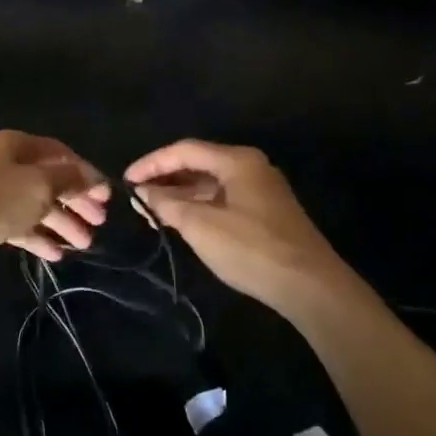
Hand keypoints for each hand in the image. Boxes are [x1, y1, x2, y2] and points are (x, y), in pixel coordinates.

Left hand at [0, 130, 109, 276]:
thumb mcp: (37, 187)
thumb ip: (68, 180)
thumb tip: (92, 175)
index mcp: (16, 146)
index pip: (61, 154)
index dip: (86, 173)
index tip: (107, 197)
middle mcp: (4, 164)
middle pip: (48, 180)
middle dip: (76, 202)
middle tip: (99, 224)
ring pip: (34, 205)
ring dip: (60, 223)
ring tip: (85, 245)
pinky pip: (16, 225)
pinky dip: (37, 237)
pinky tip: (56, 255)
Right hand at [126, 140, 351, 314]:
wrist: (309, 286)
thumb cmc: (251, 249)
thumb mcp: (201, 226)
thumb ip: (167, 204)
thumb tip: (141, 192)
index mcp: (237, 161)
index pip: (184, 150)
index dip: (152, 163)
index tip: (126, 179)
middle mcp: (250, 167)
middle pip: (198, 163)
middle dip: (165, 179)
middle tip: (136, 197)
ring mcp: (260, 190)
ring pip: (211, 183)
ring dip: (180, 194)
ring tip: (151, 211)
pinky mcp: (265, 212)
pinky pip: (223, 198)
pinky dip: (199, 206)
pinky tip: (181, 221)